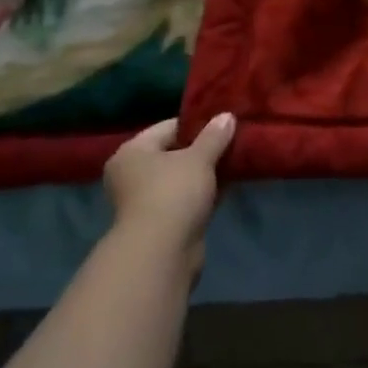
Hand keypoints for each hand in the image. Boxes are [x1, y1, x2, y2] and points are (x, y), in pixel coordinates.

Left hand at [104, 114, 233, 265]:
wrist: (161, 252)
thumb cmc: (174, 193)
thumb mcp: (199, 158)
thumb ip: (214, 135)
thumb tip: (227, 115)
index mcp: (133, 151)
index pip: (169, 127)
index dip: (198, 124)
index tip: (225, 124)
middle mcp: (133, 174)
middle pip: (175, 152)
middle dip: (204, 149)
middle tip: (233, 142)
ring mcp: (146, 200)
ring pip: (182, 177)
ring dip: (206, 173)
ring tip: (235, 162)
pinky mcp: (161, 222)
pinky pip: (186, 198)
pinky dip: (204, 192)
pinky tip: (228, 186)